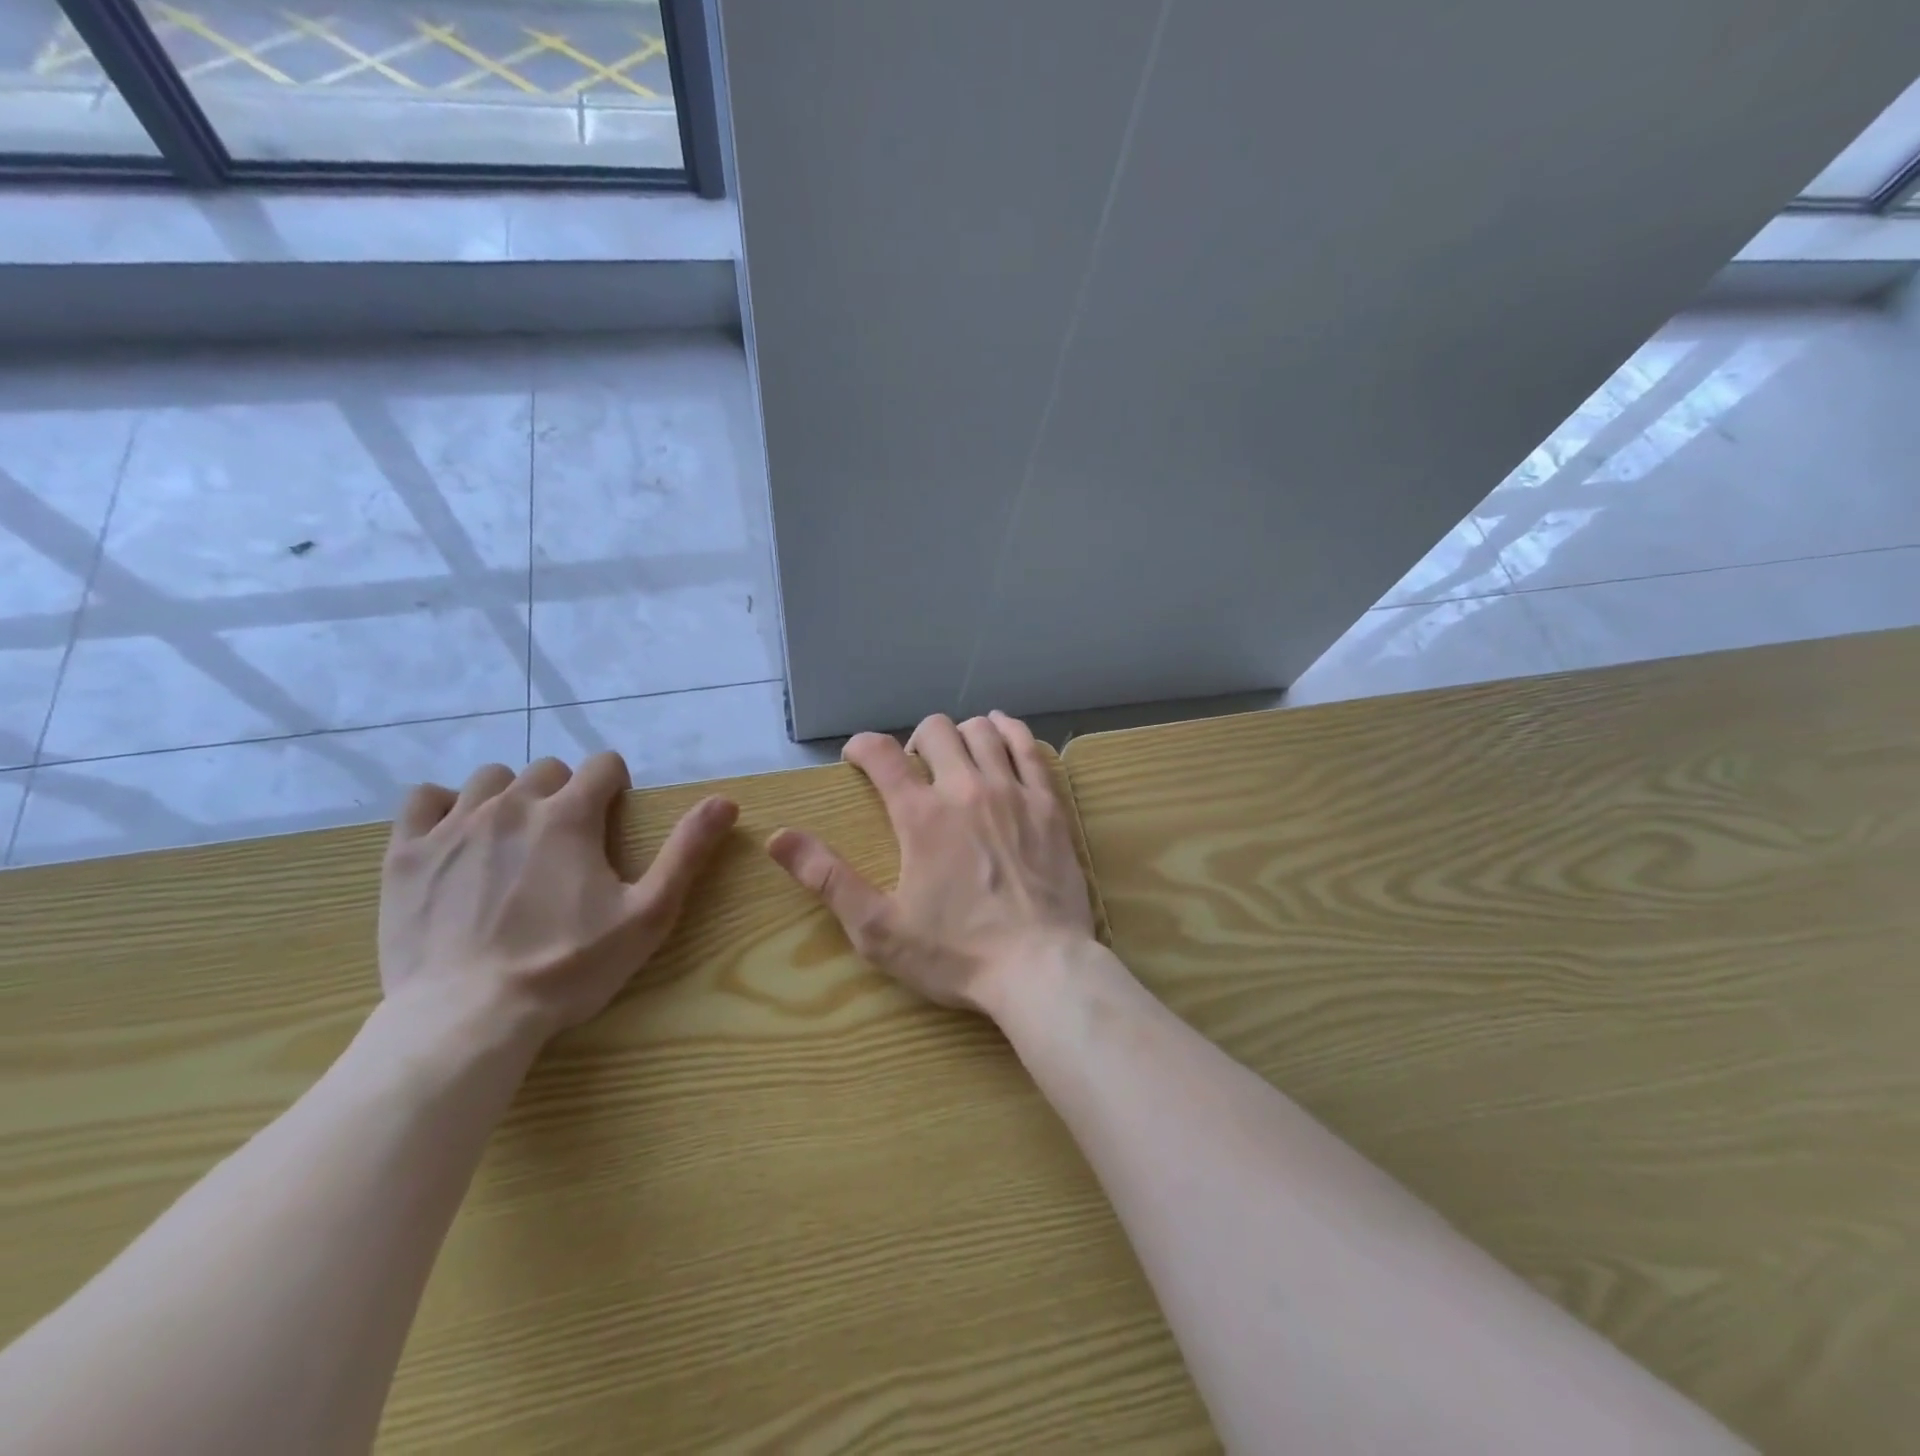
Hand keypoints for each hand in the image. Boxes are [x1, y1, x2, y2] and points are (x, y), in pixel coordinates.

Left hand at [379, 753, 737, 1043]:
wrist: (469, 1018)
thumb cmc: (568, 967)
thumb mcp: (647, 914)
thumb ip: (687, 852)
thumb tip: (725, 801)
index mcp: (569, 816)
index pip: (602, 765)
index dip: (615, 785)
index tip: (613, 816)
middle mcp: (512, 805)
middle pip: (546, 769)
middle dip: (564, 792)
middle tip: (568, 839)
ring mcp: (453, 826)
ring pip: (489, 779)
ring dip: (510, 797)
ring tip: (515, 839)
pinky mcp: (407, 854)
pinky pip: (423, 799)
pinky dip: (444, 807)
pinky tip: (457, 836)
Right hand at [767, 711, 1095, 1013]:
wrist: (1040, 968)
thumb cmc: (956, 953)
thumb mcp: (878, 928)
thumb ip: (828, 879)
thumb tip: (778, 838)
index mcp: (921, 816)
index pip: (881, 754)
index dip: (862, 747)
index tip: (856, 758)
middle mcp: (966, 789)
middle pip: (936, 731)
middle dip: (914, 740)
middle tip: (913, 768)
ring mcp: (1013, 792)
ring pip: (982, 731)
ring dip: (960, 735)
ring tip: (955, 757)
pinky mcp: (1048, 804)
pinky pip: (1028, 747)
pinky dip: (1010, 732)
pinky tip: (1001, 733)